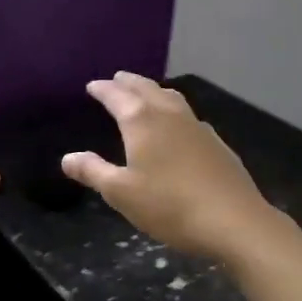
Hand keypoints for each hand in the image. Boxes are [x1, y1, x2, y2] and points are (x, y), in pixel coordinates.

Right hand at [60, 73, 284, 264]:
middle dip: (128, 82)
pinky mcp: (216, 142)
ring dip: (154, 91)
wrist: (234, 221)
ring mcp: (197, 126)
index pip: (117, 96)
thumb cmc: (169, 206)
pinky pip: (188, 115)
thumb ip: (93, 171)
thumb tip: (67, 157)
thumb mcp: (121, 193)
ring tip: (145, 93)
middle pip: (146, 89)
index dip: (103, 89)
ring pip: (171, 97)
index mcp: (142, 121)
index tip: (92, 86)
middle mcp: (169, 114)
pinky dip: (174, 110)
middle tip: (117, 79)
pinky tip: (177, 125)